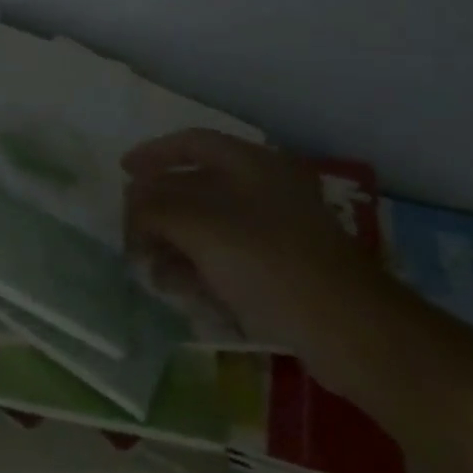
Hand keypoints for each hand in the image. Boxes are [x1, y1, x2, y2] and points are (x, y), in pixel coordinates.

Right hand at [122, 129, 382, 354]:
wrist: (350, 330)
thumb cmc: (270, 261)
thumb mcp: (201, 226)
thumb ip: (156, 208)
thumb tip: (132, 206)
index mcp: (251, 164)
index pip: (192, 142)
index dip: (153, 153)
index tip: (122, 172)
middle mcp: (262, 189)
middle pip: (195, 187)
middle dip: (158, 211)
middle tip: (130, 235)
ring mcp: (274, 232)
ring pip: (208, 228)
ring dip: (174, 244)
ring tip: (151, 271)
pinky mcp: (280, 271)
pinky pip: (227, 259)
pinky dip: (200, 269)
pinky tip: (182, 292)